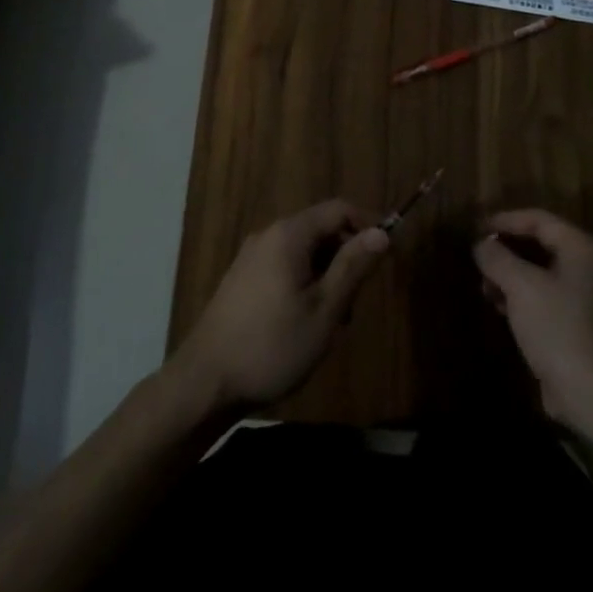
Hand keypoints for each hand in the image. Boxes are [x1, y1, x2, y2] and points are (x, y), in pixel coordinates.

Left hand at [172, 200, 388, 413]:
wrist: (205, 382)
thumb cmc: (272, 345)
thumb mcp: (324, 310)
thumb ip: (353, 267)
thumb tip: (382, 233)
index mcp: (289, 234)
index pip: (339, 209)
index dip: (368, 225)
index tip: (387, 257)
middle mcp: (269, 235)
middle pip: (321, 229)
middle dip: (346, 258)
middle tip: (355, 303)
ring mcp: (252, 256)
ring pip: (304, 252)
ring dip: (326, 276)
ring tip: (331, 323)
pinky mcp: (242, 279)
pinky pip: (284, 266)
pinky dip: (304, 284)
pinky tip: (304, 324)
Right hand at [473, 210, 592, 456]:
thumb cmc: (557, 329)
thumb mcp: (520, 287)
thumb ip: (497, 257)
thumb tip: (480, 244)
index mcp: (582, 249)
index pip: (539, 219)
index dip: (504, 220)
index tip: (475, 228)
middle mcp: (589, 267)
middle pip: (540, 244)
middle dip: (506, 249)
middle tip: (477, 256)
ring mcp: (587, 297)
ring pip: (541, 272)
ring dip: (510, 274)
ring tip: (484, 285)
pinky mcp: (579, 324)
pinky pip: (546, 296)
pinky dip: (522, 296)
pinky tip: (499, 307)